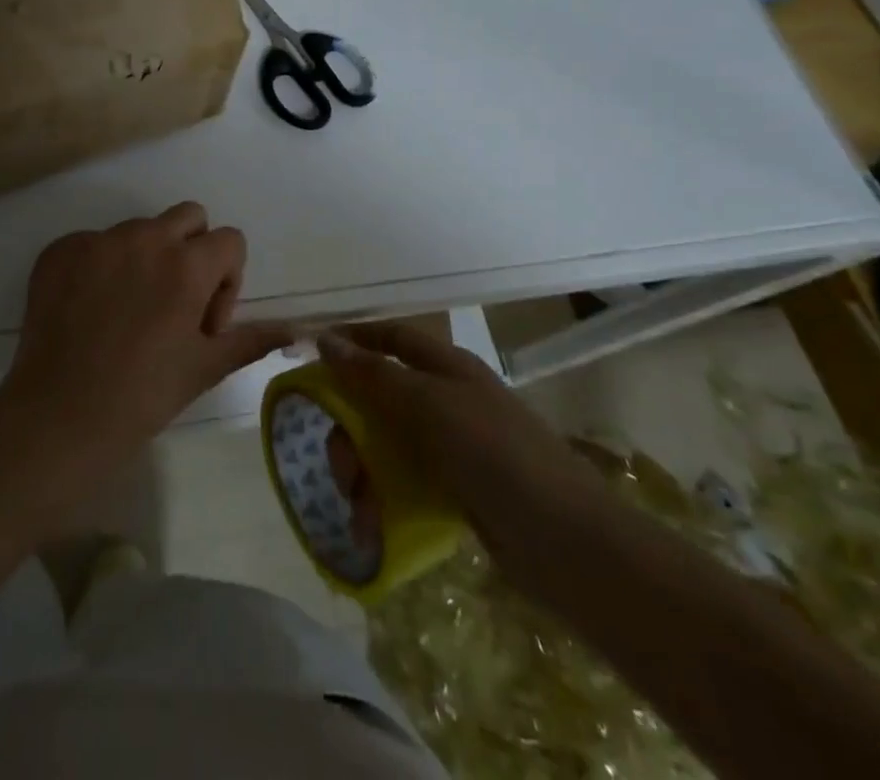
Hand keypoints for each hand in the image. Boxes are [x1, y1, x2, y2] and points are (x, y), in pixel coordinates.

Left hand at [0, 203, 292, 473]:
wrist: (58, 418)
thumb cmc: (142, 397)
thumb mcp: (204, 368)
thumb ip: (251, 339)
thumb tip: (295, 329)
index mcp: (187, 265)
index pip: (230, 240)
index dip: (228, 279)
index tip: (205, 322)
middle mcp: (144, 238)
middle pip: (188, 216)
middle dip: (193, 250)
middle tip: (175, 301)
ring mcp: (97, 240)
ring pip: (139, 229)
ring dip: (146, 258)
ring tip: (128, 311)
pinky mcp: (59, 250)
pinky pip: (94, 242)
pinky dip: (100, 266)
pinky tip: (90, 309)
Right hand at [317, 323, 601, 546]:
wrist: (568, 543)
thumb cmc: (495, 454)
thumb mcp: (429, 405)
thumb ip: (375, 374)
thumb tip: (325, 339)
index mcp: (447, 367)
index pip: (391, 337)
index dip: (354, 339)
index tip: (311, 355)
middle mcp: (447, 400)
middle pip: (379, 398)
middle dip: (349, 428)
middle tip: (340, 465)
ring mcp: (452, 448)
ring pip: (386, 445)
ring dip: (363, 473)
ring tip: (359, 510)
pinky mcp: (455, 491)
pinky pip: (404, 484)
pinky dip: (383, 501)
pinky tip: (372, 529)